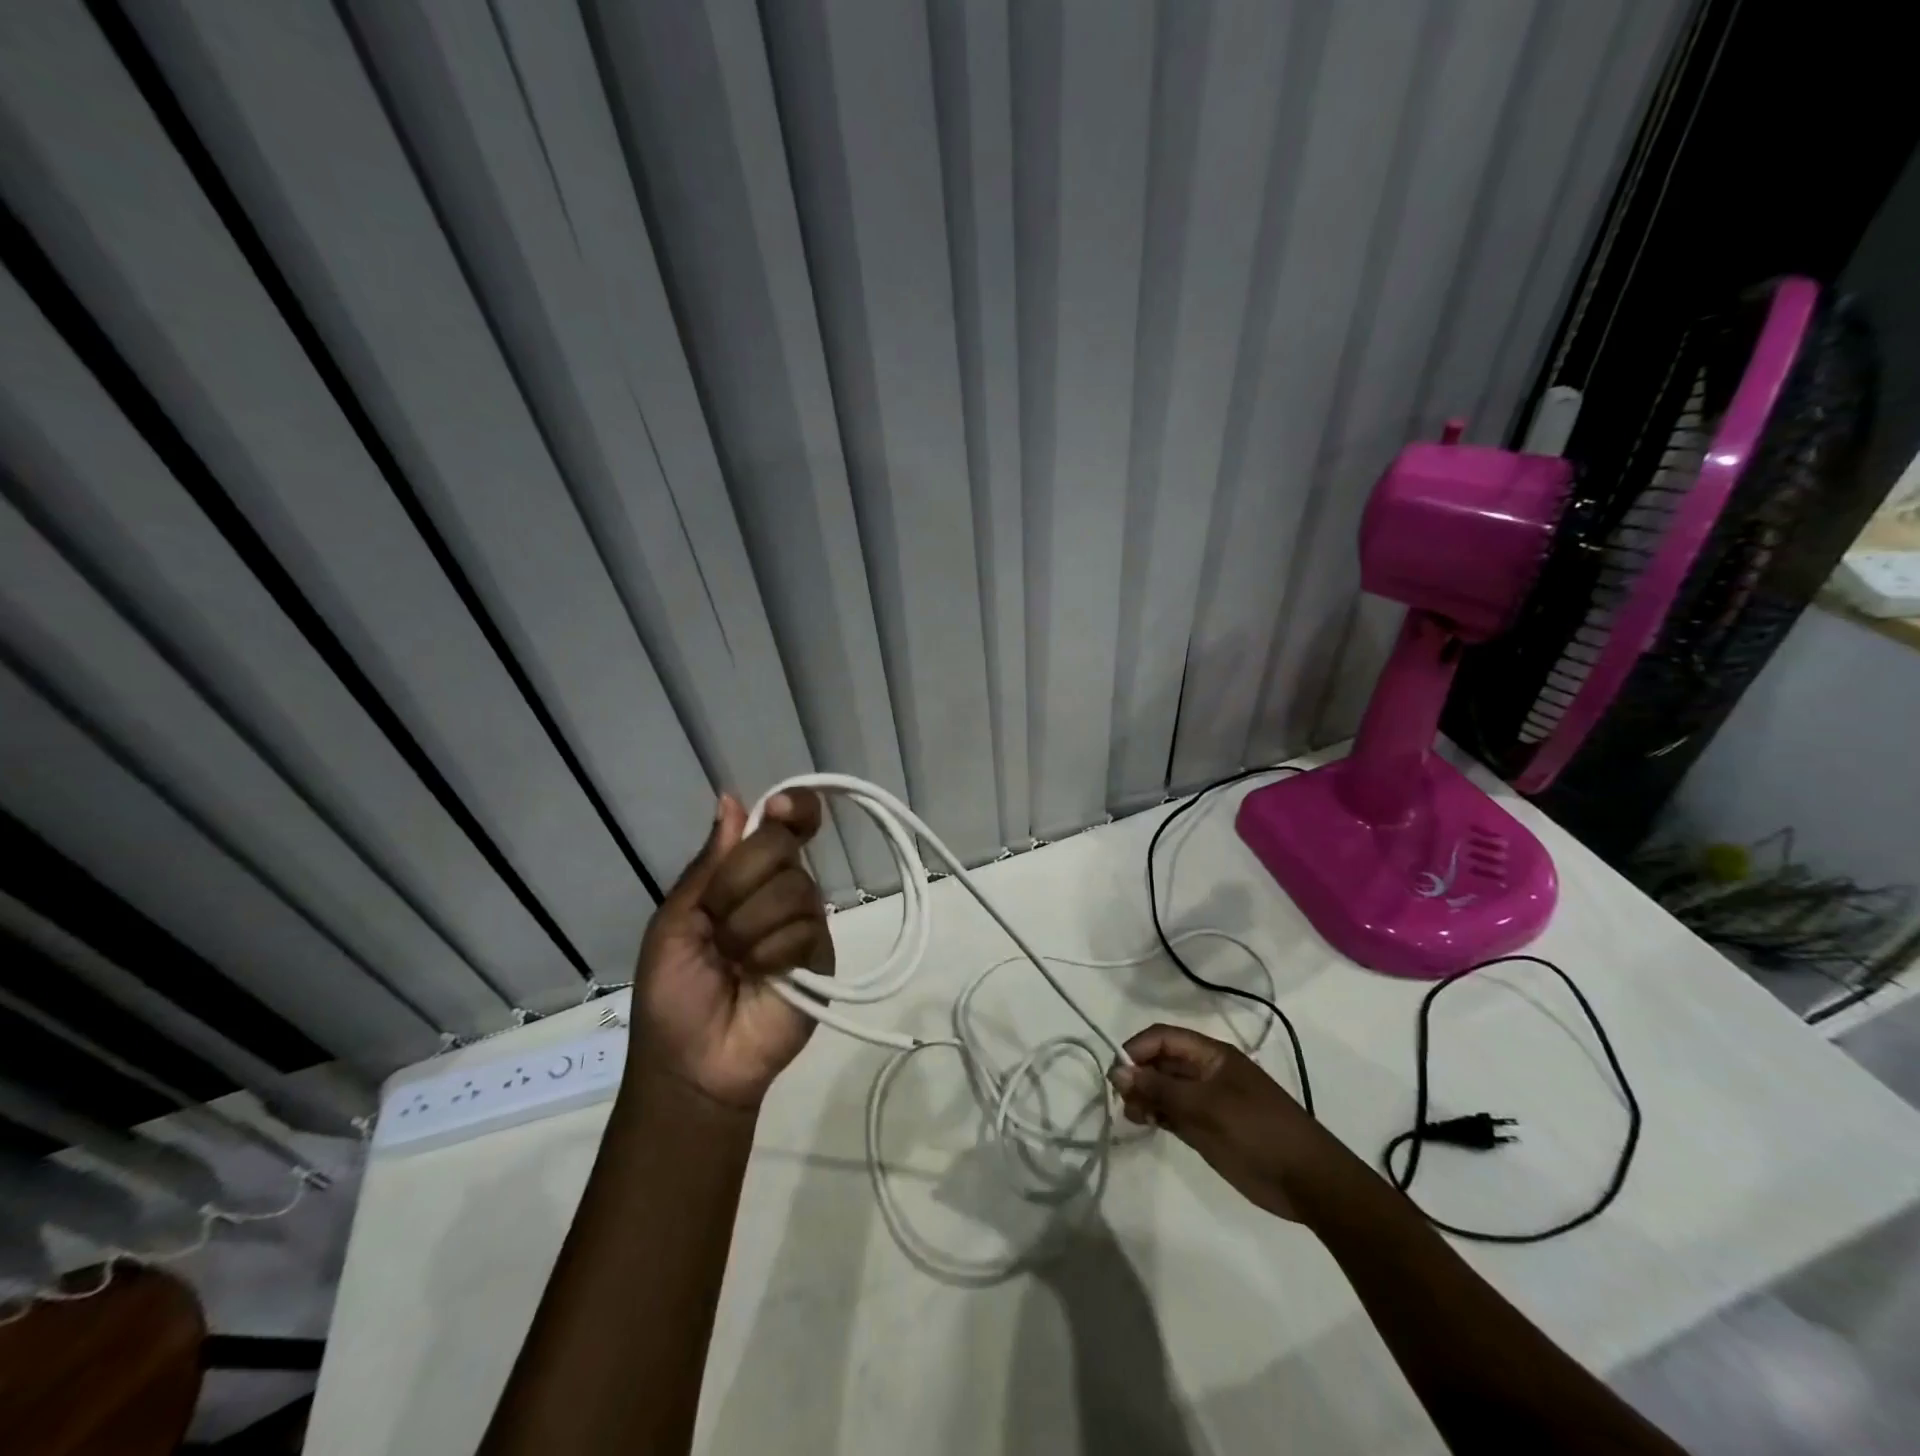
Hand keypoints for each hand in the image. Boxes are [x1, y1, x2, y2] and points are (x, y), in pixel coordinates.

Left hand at [630, 791, 833, 1110]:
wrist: (692, 1063)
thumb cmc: (672, 993)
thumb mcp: (674, 922)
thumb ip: (708, 864)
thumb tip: (731, 798)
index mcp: (744, 876)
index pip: (782, 825)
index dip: (790, 808)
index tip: (779, 809)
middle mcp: (781, 889)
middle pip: (781, 846)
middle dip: (738, 881)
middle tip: (714, 922)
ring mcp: (805, 922)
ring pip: (793, 888)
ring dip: (748, 926)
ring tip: (733, 961)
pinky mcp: (822, 957)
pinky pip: (805, 930)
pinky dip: (770, 952)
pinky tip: (758, 976)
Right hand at [1109, 1025, 1338, 1221]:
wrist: (1306, 1181)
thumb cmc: (1258, 1130)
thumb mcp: (1206, 1106)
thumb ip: (1161, 1088)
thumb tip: (1118, 1071)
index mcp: (1211, 1055)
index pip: (1164, 1038)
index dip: (1138, 1048)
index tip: (1117, 1072)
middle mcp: (1205, 1073)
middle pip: (1161, 1061)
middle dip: (1138, 1073)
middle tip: (1120, 1097)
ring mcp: (1206, 1102)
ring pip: (1163, 1088)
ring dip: (1143, 1096)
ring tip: (1131, 1114)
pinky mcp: (1206, 1129)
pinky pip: (1172, 1113)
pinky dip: (1155, 1114)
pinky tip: (1143, 1123)